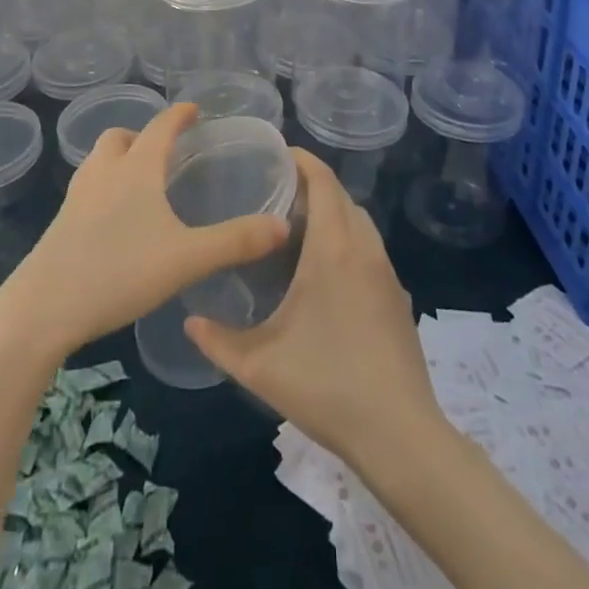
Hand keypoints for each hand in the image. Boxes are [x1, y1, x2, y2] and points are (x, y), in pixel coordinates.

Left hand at [0, 103, 289, 363]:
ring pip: (98, 160)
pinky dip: (104, 186)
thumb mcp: (186, 259)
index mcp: (136, 168)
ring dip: (118, 158)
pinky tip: (114, 219)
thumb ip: (235, 241)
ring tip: (139, 181)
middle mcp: (104, 171)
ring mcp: (77, 196)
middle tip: (164, 152)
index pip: (160, 126)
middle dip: (142, 135)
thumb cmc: (118, 272)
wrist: (42, 308)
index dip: (179, 114)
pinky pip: (87, 187)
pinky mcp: (60, 222)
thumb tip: (281, 225)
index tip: (194, 109)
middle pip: (120, 136)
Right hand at [185, 150, 443, 469]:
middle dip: (313, 184)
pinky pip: (370, 247)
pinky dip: (348, 238)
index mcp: (333, 248)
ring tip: (297, 226)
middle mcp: (363, 248)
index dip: (302, 159)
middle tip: (274, 191)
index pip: (323, 180)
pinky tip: (326, 270)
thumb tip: (189, 320)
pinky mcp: (398, 296)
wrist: (399, 434)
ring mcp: (386, 272)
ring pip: (359, 220)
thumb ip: (218, 340)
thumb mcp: (260, 365)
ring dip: (333, 211)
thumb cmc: (327, 385)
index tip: (276, 154)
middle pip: (341, 195)